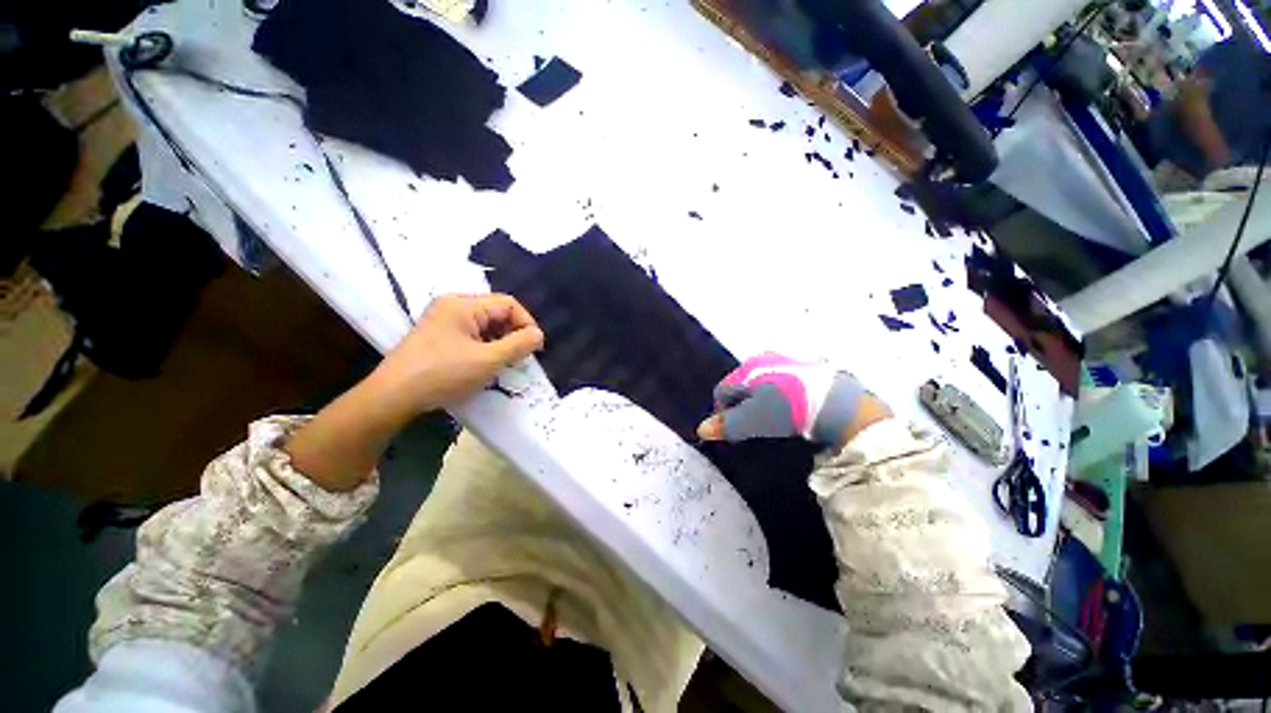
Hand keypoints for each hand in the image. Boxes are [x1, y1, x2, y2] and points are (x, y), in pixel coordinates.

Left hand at [369, 293, 543, 417]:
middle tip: (521, 358)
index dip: (527, 323)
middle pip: (497, 312)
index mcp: (464, 304)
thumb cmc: (443, 374)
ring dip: (501, 342)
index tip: (535, 348)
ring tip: (505, 364)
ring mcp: (443, 320)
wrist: (393, 396)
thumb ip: (519, 345)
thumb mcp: (488, 360)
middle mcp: (453, 306)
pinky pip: (472, 335)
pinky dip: (486, 347)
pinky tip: (486, 365)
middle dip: (514, 334)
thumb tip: (538, 335)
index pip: (509, 304)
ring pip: (486, 325)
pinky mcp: (438, 336)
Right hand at [696, 353, 890, 448]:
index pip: (721, 390)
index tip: (731, 430)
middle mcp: (763, 359)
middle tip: (750, 426)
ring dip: (760, 402)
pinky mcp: (807, 368)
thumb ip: (726, 425)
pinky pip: (781, 383)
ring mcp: (786, 361)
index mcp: (747, 369)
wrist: (838, 403)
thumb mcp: (752, 421)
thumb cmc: (787, 410)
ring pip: (761, 384)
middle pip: (741, 385)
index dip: (721, 411)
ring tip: (770, 420)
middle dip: (741, 406)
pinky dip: (779, 397)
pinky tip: (790, 410)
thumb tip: (701, 429)